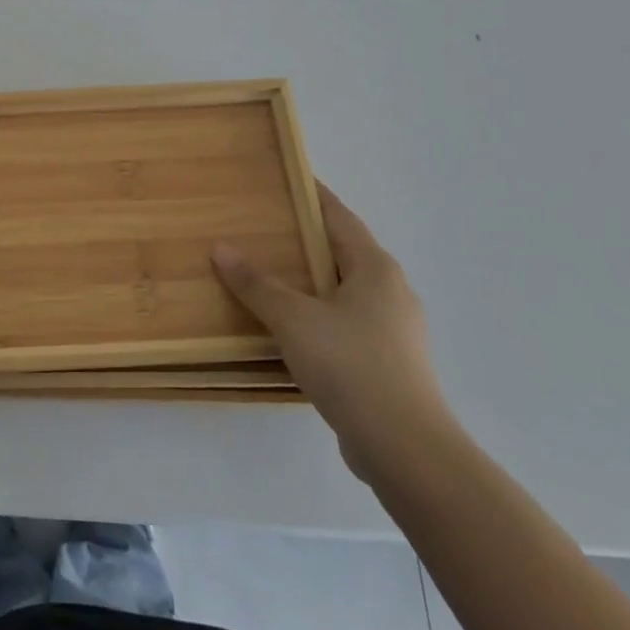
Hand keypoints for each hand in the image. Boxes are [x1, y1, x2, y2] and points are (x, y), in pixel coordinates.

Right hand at [213, 184, 453, 478]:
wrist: (407, 451)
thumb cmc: (352, 367)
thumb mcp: (294, 320)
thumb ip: (257, 284)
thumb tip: (221, 249)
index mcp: (376, 268)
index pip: (339, 216)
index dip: (311, 195)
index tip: (284, 178)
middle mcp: (391, 291)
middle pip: (342, 251)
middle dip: (304, 238)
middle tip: (262, 226)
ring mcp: (395, 330)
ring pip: (344, 290)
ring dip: (310, 280)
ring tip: (269, 274)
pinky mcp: (390, 363)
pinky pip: (347, 322)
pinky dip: (318, 314)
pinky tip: (291, 327)